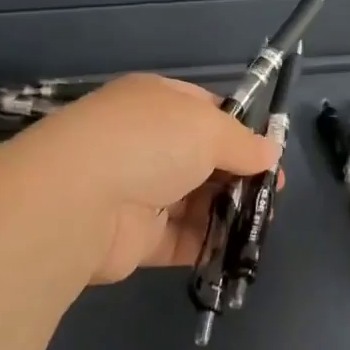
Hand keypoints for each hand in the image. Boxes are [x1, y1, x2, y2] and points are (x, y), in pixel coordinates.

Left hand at [10, 74, 281, 283]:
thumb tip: (270, 153)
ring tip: (262, 221)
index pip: (206, 110)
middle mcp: (145, 143)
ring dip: (229, 211)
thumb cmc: (148, 143)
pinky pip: (181, 239)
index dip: (241, 129)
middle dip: (240, 174)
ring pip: (195, 201)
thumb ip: (243, 142)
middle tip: (272, 193)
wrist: (77, 201)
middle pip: (203, 159)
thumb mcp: (208, 127)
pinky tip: (239, 247)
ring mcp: (138, 191)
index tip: (269, 153)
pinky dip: (209, 243)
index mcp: (156, 102)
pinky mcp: (135, 238)